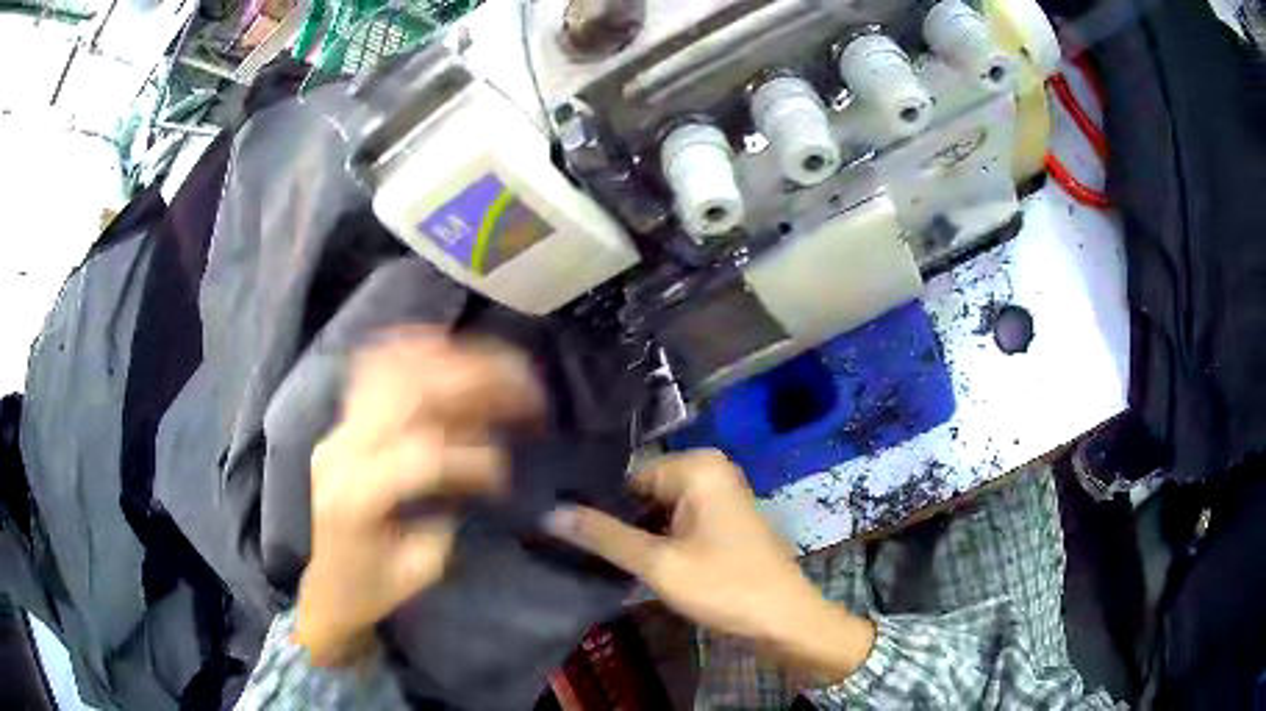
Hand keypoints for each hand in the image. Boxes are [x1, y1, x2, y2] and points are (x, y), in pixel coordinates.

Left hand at [295, 331, 543, 666]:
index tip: (505, 476)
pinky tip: (446, 346)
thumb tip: (478, 456)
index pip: (422, 455)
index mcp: (356, 497)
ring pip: (393, 369)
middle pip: (409, 393)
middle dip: (475, 382)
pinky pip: (374, 368)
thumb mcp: (416, 571)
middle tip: (524, 388)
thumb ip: (446, 513)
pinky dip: (413, 350)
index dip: (474, 458)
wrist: (319, 588)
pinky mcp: (341, 422)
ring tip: (496, 362)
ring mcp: (338, 428)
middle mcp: (342, 449)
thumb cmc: (368, 589)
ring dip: (451, 358)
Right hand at [546, 450, 875, 683]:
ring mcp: (717, 497)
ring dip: (633, 535)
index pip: (626, 475)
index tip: (560, 525)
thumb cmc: (726, 587)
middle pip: (642, 492)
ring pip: (656, 511)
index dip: (595, 503)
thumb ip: (605, 536)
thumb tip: (550, 512)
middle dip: (614, 520)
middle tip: (570, 545)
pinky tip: (627, 562)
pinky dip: (654, 542)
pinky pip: (675, 523)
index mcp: (698, 467)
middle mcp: (709, 471)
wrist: (786, 620)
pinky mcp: (720, 522)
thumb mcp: (659, 564)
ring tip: (590, 555)